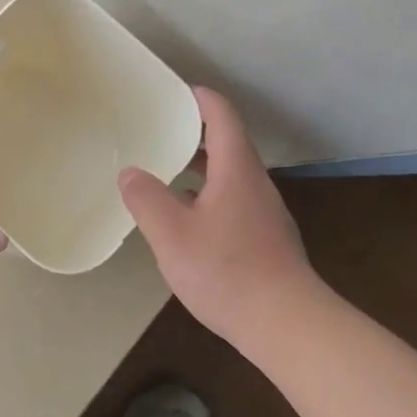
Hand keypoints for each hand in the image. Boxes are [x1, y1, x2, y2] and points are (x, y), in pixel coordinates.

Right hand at [118, 86, 327, 342]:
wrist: (286, 324)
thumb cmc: (226, 271)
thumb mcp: (172, 234)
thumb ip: (147, 199)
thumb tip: (130, 172)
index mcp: (236, 170)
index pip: (222, 116)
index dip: (198, 98)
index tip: (171, 92)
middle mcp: (255, 184)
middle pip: (227, 143)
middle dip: (192, 133)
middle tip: (156, 131)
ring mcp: (264, 212)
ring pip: (229, 175)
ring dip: (198, 167)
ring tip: (163, 172)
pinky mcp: (265, 238)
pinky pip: (232, 201)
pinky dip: (206, 195)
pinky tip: (184, 220)